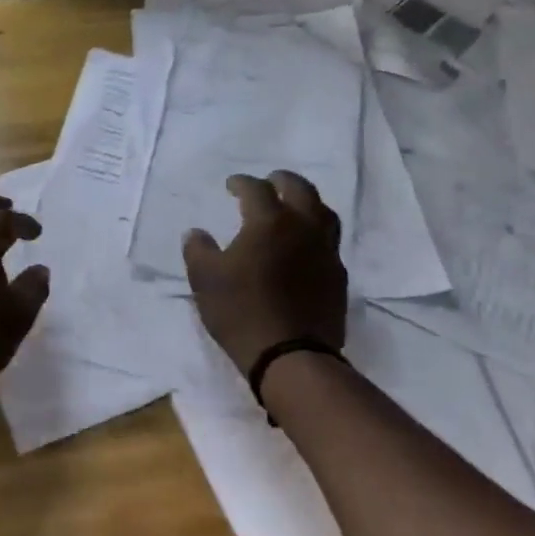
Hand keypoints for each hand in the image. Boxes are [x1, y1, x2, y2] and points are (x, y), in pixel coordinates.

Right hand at [182, 171, 347, 373]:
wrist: (291, 356)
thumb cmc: (241, 311)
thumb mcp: (204, 279)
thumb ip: (198, 250)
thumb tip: (196, 233)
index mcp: (269, 222)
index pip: (256, 189)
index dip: (242, 182)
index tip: (230, 185)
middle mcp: (302, 228)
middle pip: (300, 189)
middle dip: (282, 180)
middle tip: (269, 182)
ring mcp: (325, 252)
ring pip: (323, 212)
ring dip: (306, 202)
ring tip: (293, 207)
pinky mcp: (338, 276)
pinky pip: (329, 242)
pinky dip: (316, 232)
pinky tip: (304, 245)